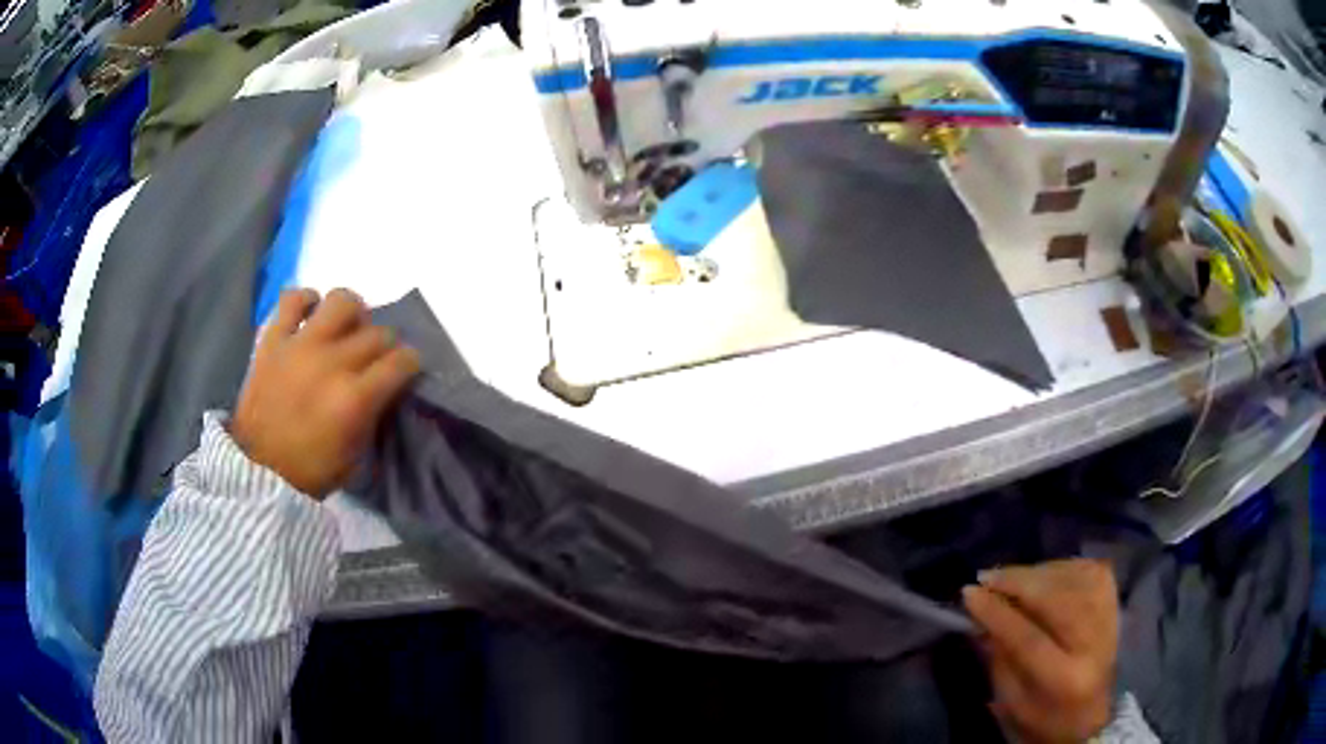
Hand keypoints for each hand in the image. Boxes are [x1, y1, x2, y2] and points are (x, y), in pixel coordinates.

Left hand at [231, 288, 421, 498]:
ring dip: (353, 312)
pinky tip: (312, 315)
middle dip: (386, 345)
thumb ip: (374, 416)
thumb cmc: (310, 472)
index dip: (411, 364)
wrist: (258, 472)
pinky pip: (293, 299)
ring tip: (347, 329)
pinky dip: (307, 300)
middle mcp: (332, 363)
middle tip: (377, 358)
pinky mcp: (274, 339)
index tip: (407, 370)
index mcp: (355, 399)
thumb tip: (387, 389)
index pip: (402, 361)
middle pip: (378, 332)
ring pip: (341, 301)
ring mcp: (301, 346)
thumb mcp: (356, 456)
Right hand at [962, 559, 1118, 743]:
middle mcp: (1093, 644)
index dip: (997, 613)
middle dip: (1018, 583)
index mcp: (1064, 679)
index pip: (1029, 638)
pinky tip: (1043, 574)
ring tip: (1010, 577)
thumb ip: (998, 658)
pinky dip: (1062, 567)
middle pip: (1057, 601)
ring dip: (1037, 573)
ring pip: (1073, 580)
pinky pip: (1089, 570)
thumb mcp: (1011, 701)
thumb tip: (980, 616)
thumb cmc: (1042, 717)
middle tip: (987, 577)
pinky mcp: (1115, 602)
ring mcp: (1109, 619)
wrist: (1090, 717)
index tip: (968, 593)